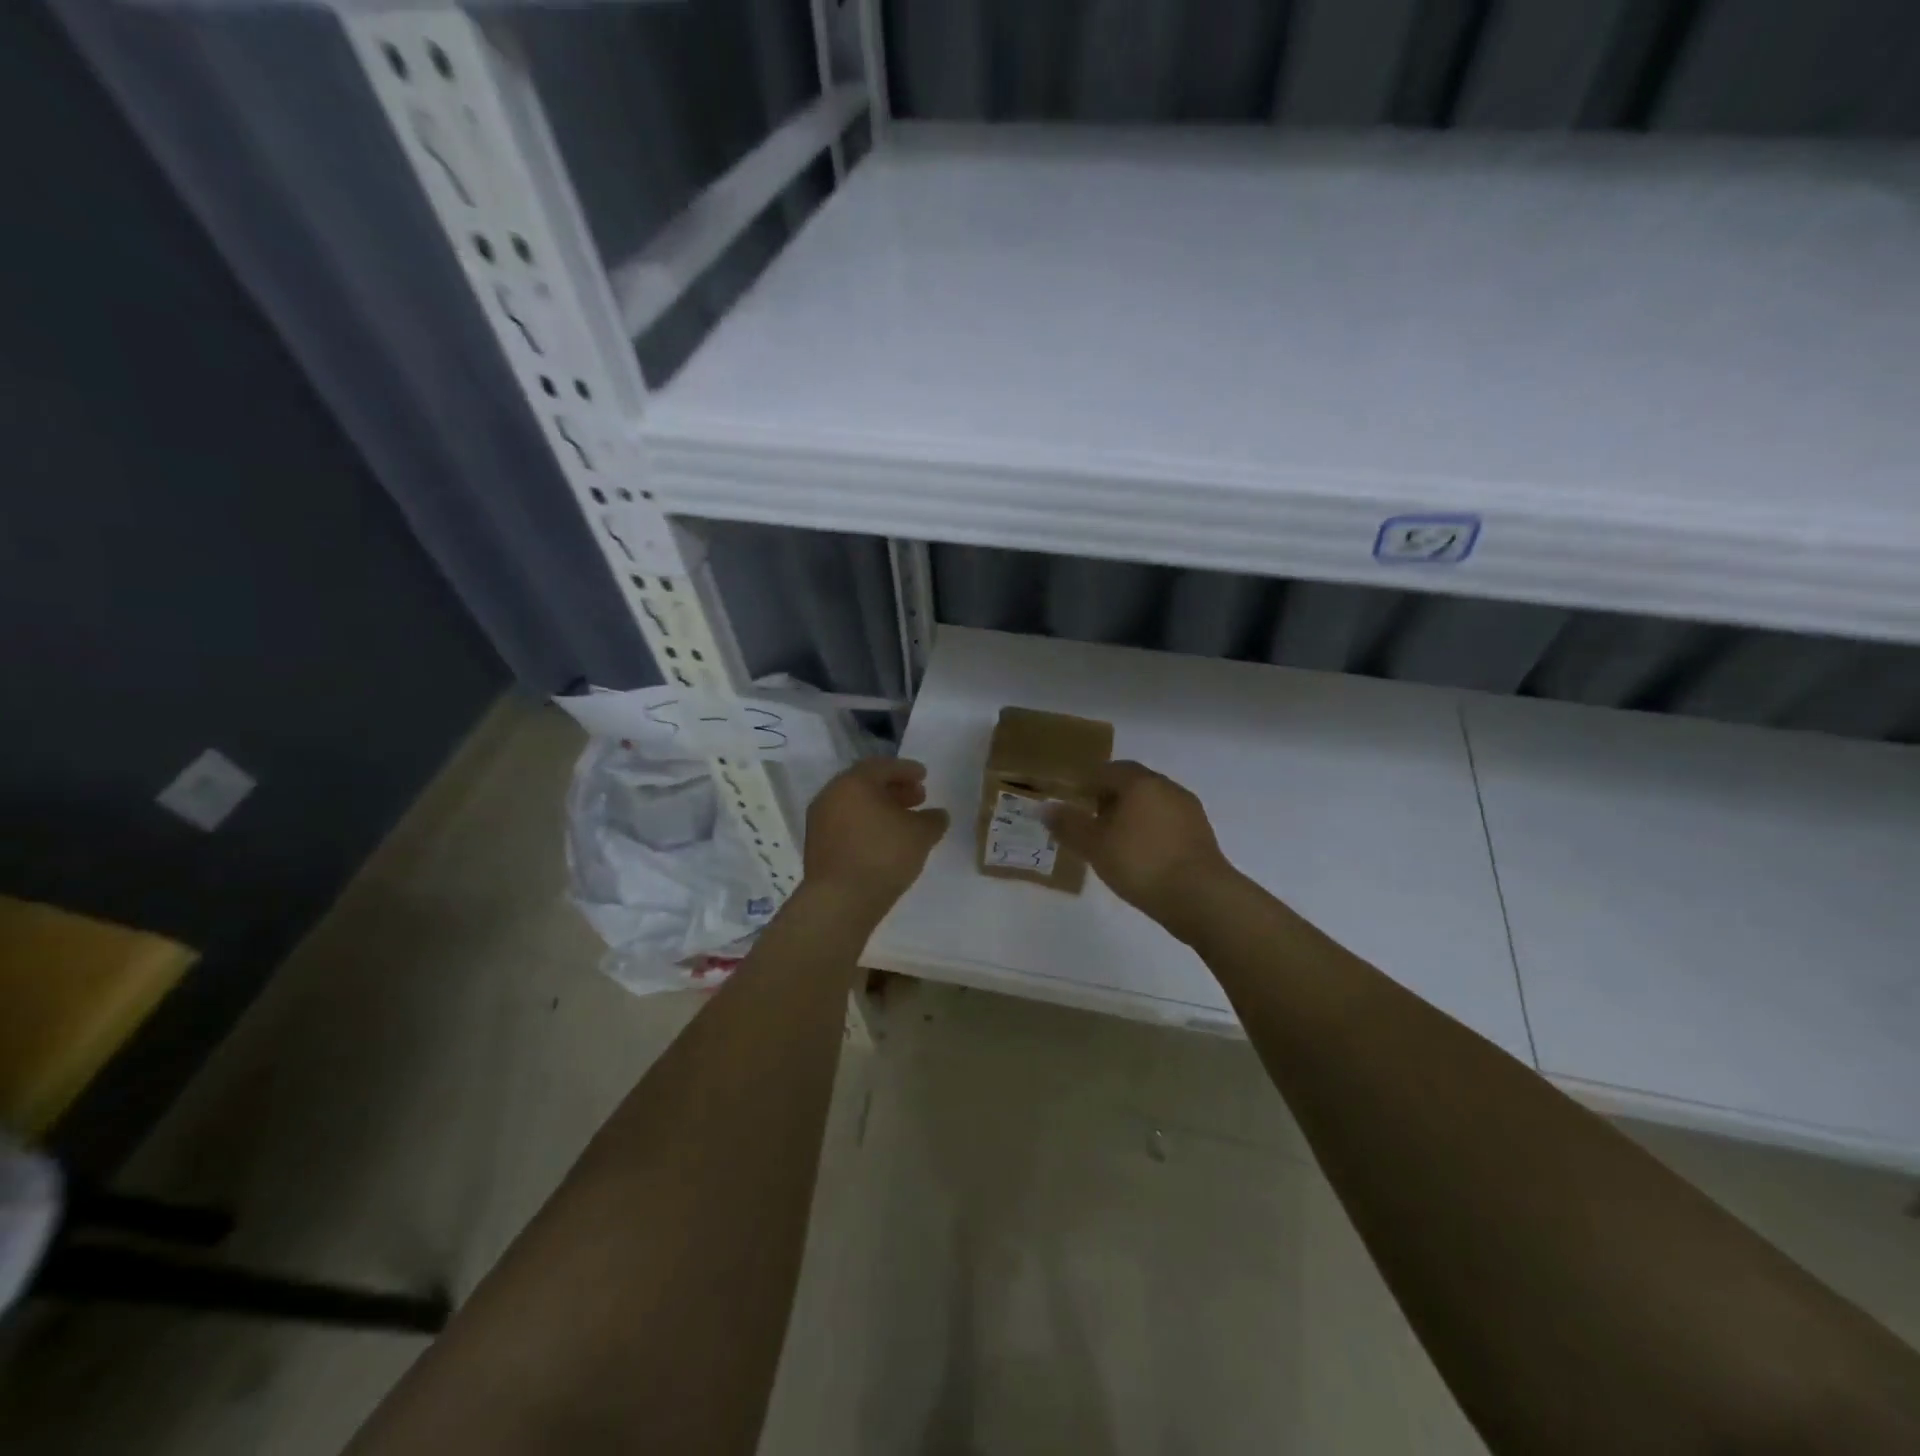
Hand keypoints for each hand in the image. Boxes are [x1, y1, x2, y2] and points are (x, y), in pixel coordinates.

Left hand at [802, 757, 950, 912]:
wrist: (839, 900)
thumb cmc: (883, 856)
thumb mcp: (921, 835)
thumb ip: (933, 819)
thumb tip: (937, 814)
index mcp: (854, 782)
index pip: (883, 766)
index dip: (907, 770)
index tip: (924, 776)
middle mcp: (832, 794)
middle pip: (866, 783)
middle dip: (894, 788)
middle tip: (918, 797)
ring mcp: (820, 820)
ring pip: (855, 804)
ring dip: (880, 807)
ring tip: (903, 821)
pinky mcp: (817, 844)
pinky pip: (846, 823)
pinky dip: (866, 823)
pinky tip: (884, 839)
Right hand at [1047, 761, 1233, 931]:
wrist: (1201, 897)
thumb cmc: (1141, 863)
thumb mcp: (1094, 845)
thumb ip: (1068, 824)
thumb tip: (1045, 807)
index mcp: (1139, 782)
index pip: (1107, 770)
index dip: (1086, 783)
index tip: (1072, 802)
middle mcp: (1166, 787)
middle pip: (1131, 784)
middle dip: (1109, 798)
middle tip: (1090, 822)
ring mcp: (1188, 810)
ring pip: (1151, 803)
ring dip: (1131, 815)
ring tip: (1114, 842)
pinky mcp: (1201, 834)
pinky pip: (1167, 823)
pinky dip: (1150, 831)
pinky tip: (1141, 856)